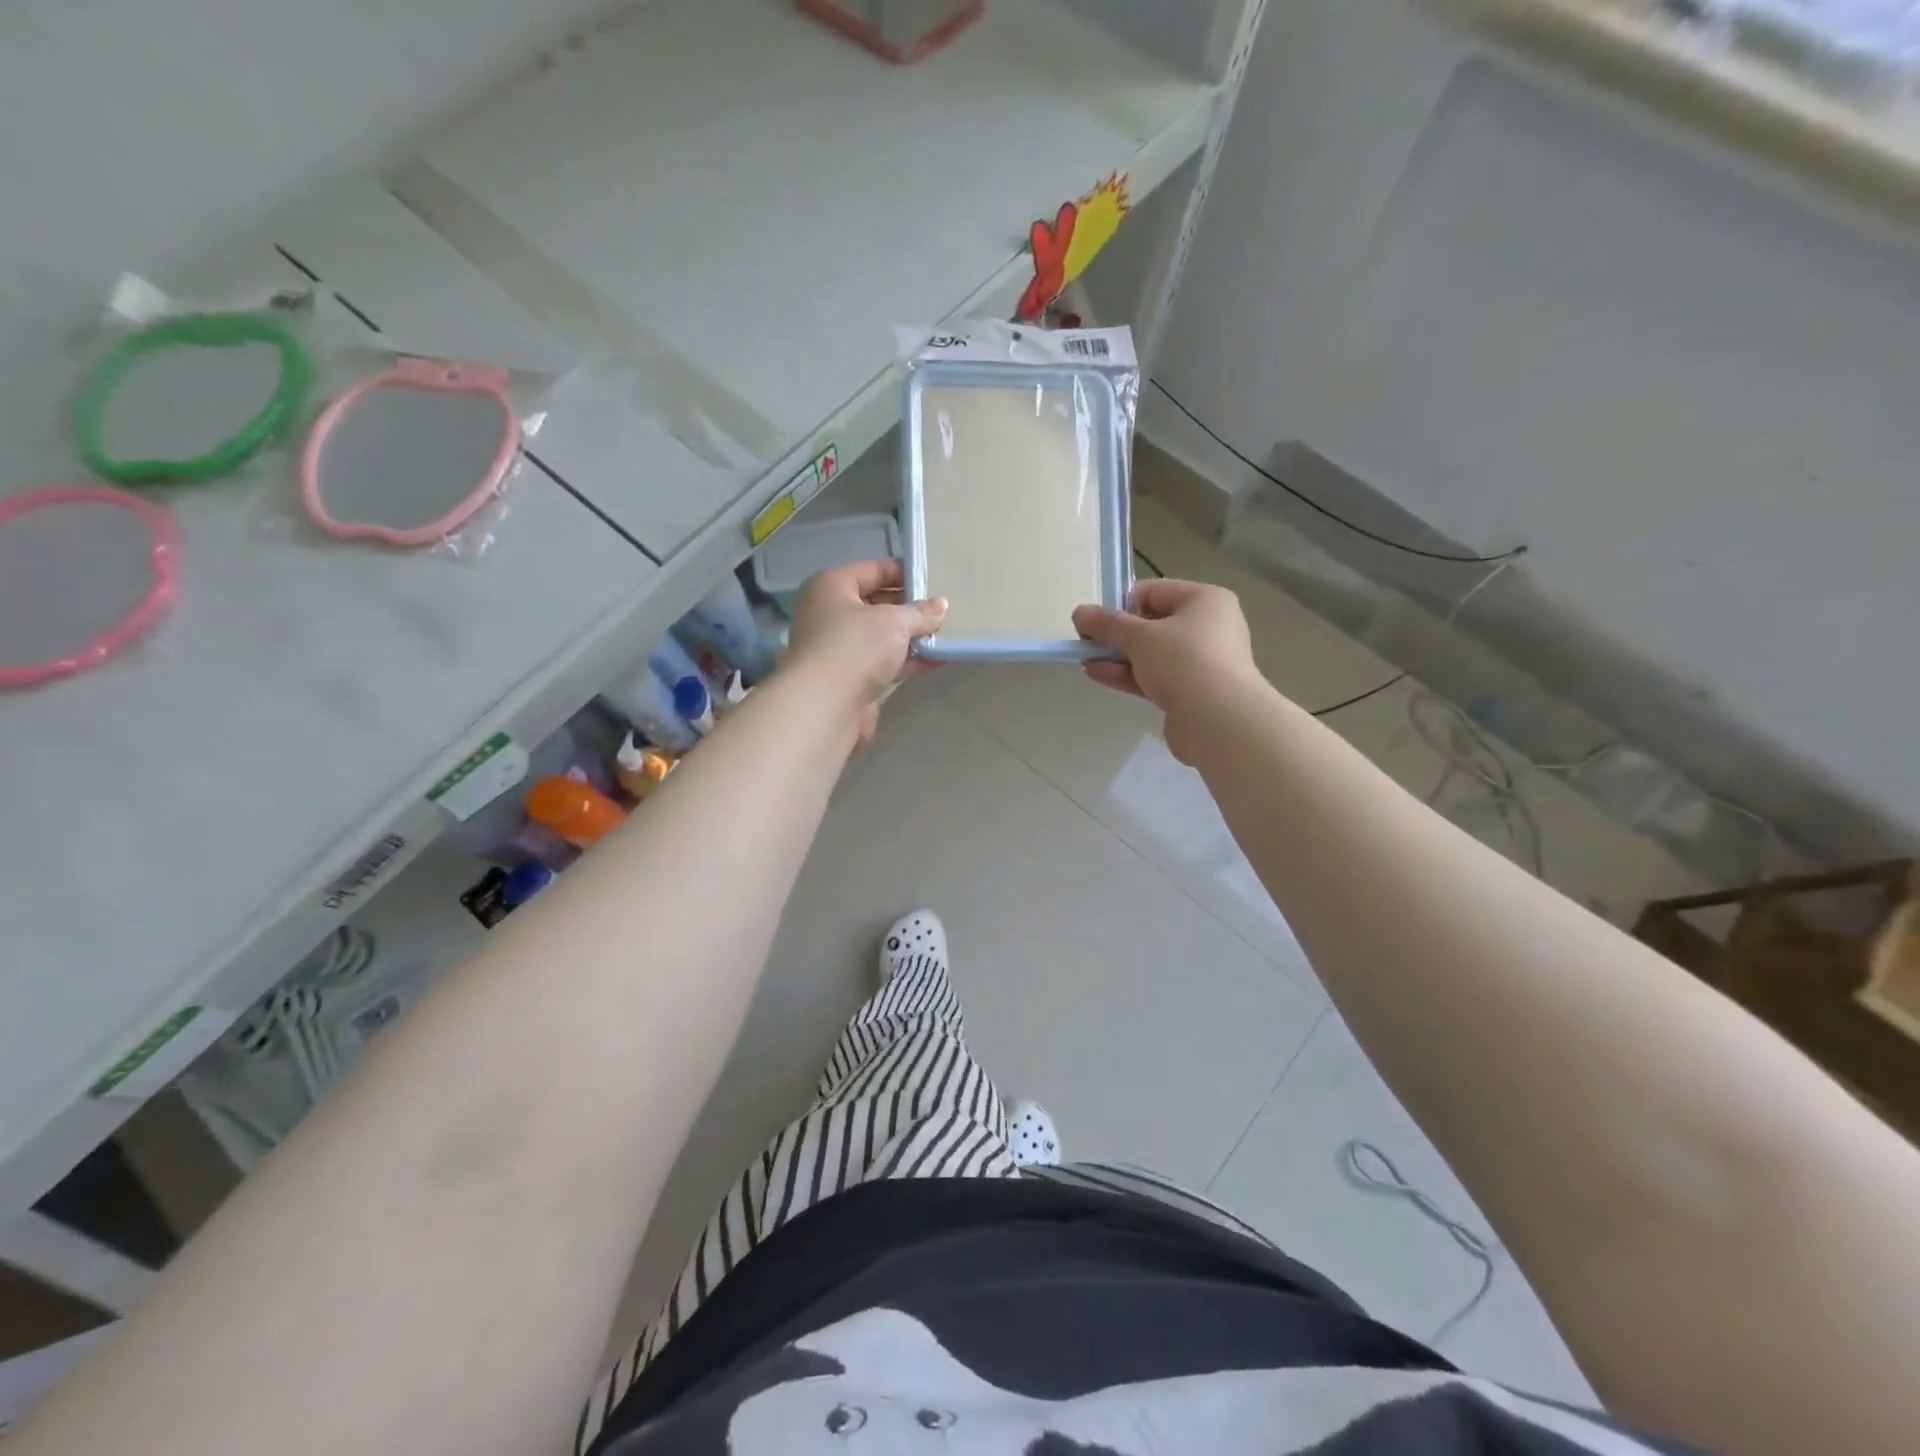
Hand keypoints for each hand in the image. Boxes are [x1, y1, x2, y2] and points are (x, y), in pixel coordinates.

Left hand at [783, 559, 944, 751]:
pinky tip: (936, 660)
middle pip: (875, 604)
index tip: (932, 579)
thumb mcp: (894, 621)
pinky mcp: (850, 680)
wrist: (826, 705)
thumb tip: (940, 606)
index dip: (902, 572)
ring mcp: (839, 650)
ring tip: (944, 634)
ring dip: (910, 637)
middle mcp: (830, 615)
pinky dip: (907, 661)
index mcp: (831, 587)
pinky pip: (884, 663)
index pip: (871, 570)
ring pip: (880, 637)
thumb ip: (920, 613)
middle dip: (908, 608)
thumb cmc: (855, 646)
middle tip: (941, 609)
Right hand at [1073, 579, 1261, 762]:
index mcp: (1205, 600)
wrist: (1218, 720)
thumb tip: (1079, 612)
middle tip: (1086, 642)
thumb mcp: (1139, 636)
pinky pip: (1155, 677)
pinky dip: (1129, 675)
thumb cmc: (1183, 661)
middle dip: (1117, 634)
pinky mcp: (1192, 692)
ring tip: (1085, 660)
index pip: (1154, 591)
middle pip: (1153, 624)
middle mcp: (1208, 627)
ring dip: (1119, 656)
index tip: (1094, 620)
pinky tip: (1098, 675)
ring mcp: (1202, 662)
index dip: (1121, 603)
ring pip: (1152, 654)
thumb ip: (1107, 624)